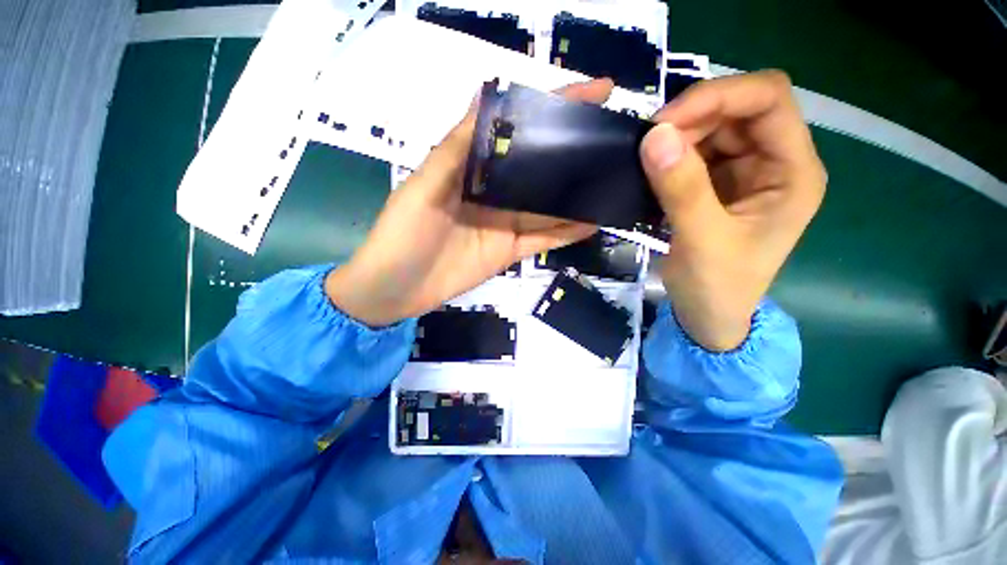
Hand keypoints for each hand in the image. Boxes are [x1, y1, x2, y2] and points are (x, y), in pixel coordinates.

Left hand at [326, 79, 613, 325]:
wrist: (397, 288)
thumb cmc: (403, 234)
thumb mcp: (425, 186)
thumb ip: (456, 148)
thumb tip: (485, 94)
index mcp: (474, 169)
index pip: (517, 130)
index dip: (554, 108)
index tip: (596, 91)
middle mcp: (494, 193)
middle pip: (539, 168)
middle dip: (573, 152)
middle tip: (613, 138)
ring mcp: (505, 224)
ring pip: (547, 206)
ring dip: (576, 194)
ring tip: (612, 177)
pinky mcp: (510, 251)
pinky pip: (545, 239)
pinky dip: (568, 231)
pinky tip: (594, 220)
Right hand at [640, 70, 826, 350]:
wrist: (708, 316)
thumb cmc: (718, 287)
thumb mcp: (703, 241)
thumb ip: (682, 189)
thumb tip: (654, 136)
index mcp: (793, 172)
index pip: (769, 100)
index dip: (719, 96)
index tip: (665, 123)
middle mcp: (774, 162)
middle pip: (738, 109)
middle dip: (692, 117)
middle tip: (648, 143)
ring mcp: (744, 172)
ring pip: (713, 128)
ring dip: (678, 136)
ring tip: (646, 160)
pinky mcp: (716, 185)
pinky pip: (694, 152)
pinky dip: (671, 154)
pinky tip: (652, 169)